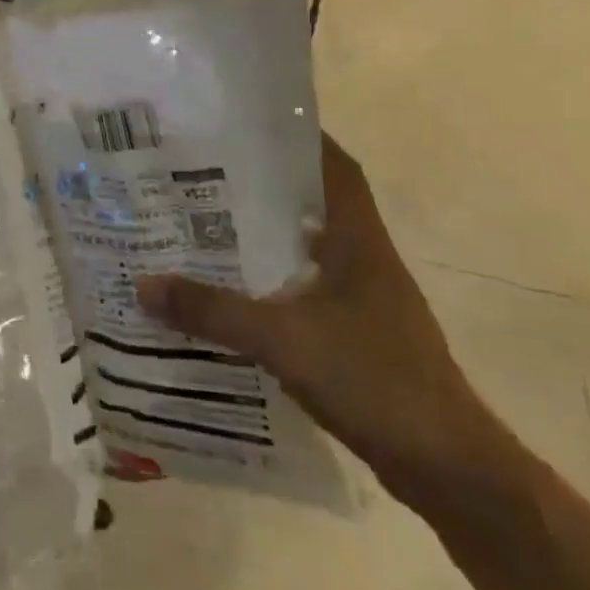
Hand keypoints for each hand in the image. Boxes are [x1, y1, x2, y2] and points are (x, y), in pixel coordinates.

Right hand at [136, 136, 501, 508]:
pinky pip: (303, 289)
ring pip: (305, 248)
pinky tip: (231, 291)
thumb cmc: (374, 381)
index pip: (334, 168)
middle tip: (203, 172)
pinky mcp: (356, 334)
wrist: (446, 466)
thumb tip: (143, 284)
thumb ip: (212, 311)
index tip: (249, 123)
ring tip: (205, 224)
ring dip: (264, 235)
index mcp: (358, 242)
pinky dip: (269, 281)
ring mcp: (362, 299)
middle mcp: (363, 260)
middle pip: (312, 203)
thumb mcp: (282, 339)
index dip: (299, 138)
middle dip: (263, 185)